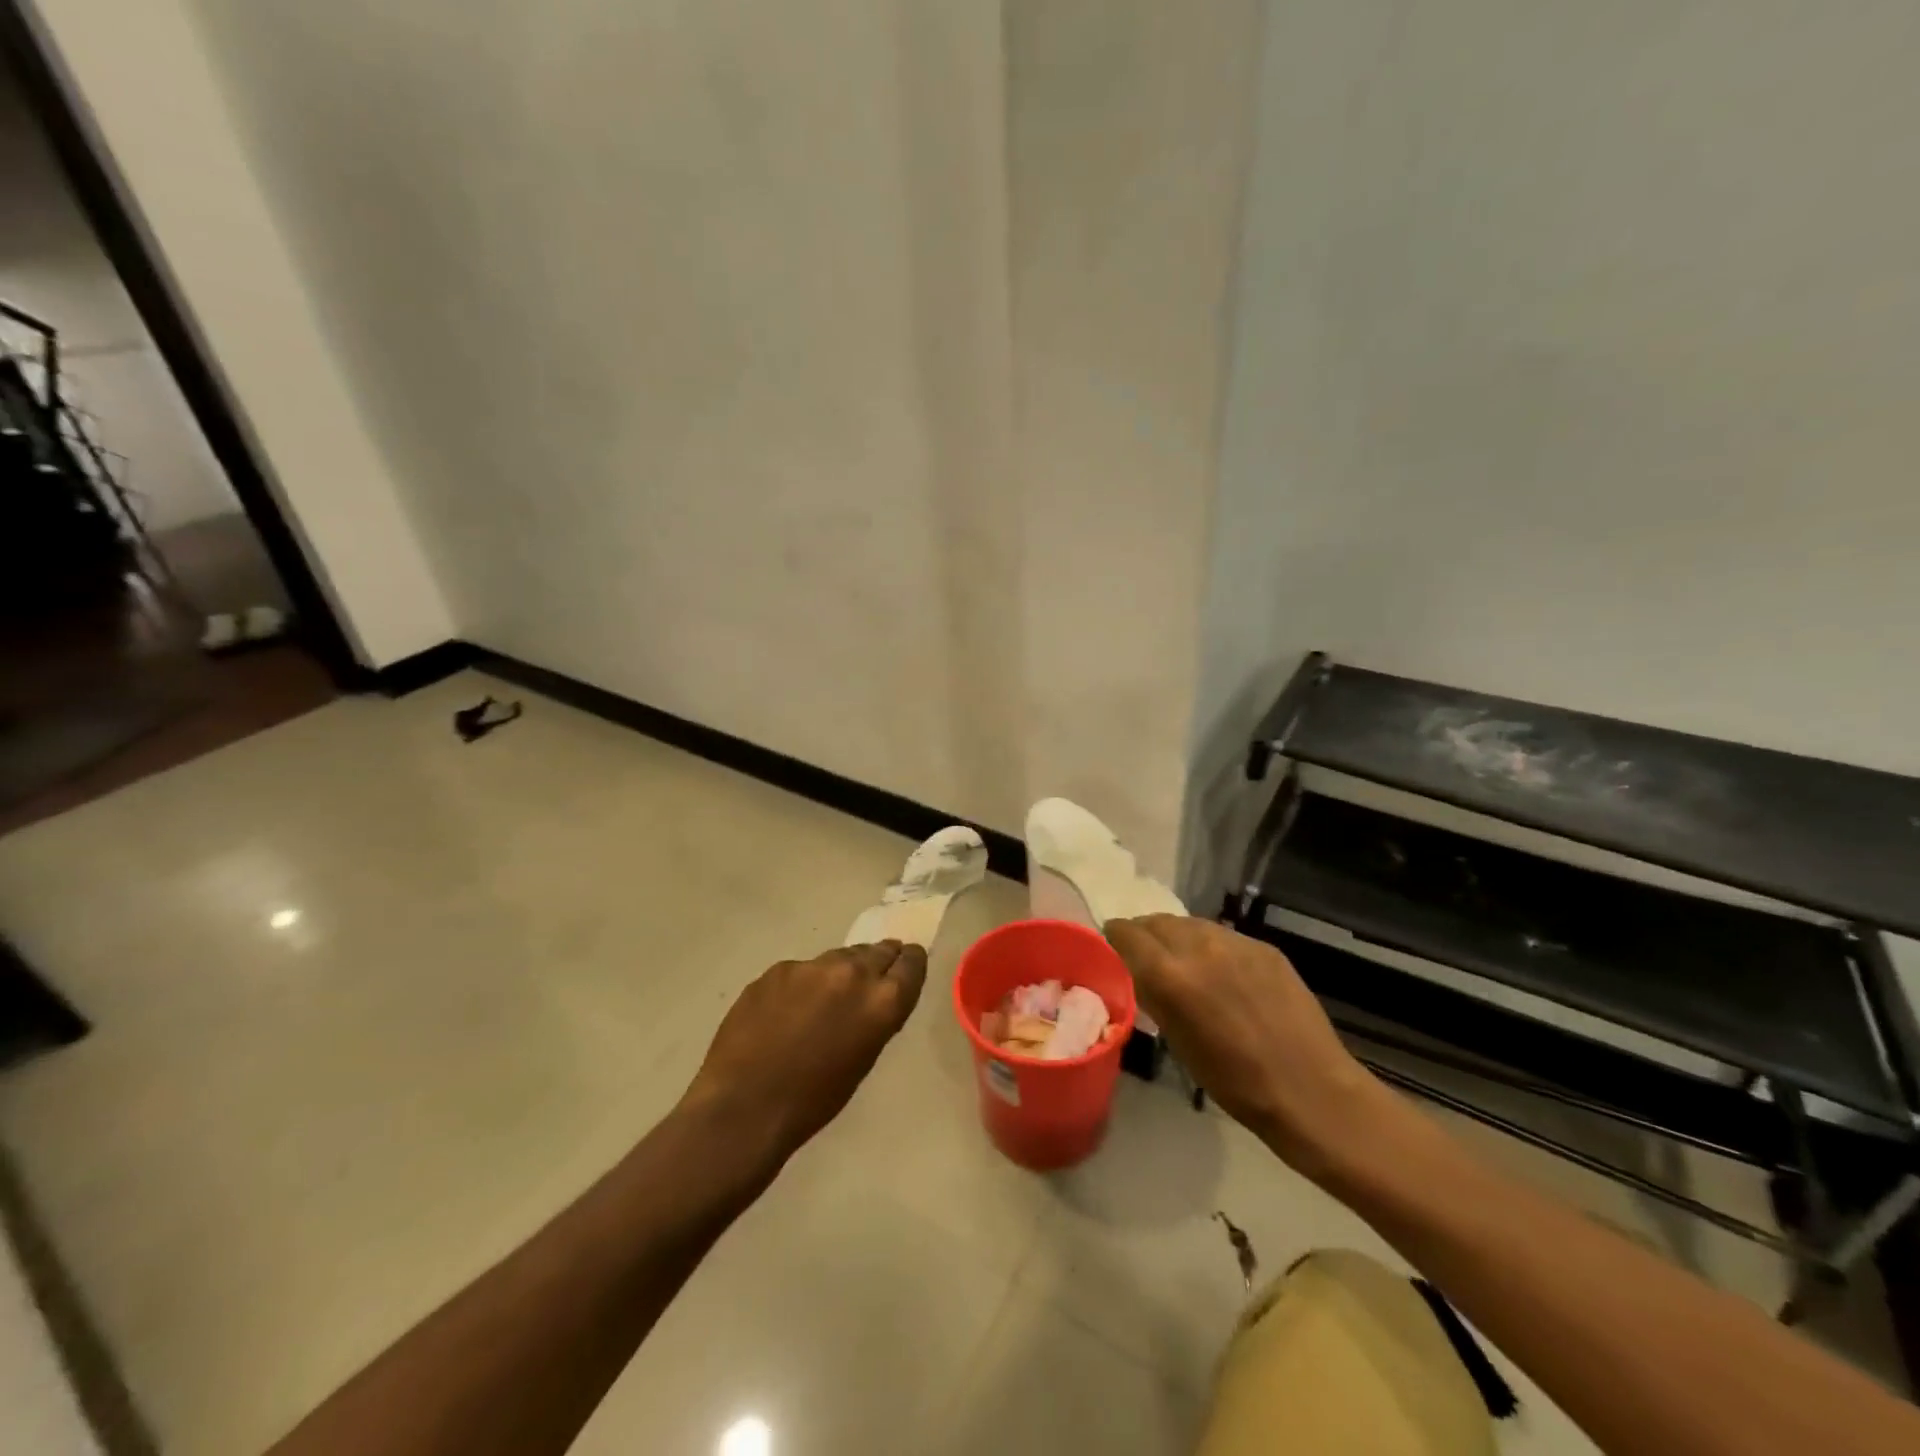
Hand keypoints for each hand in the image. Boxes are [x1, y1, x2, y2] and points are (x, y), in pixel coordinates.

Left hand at [680, 941, 927, 1162]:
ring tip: (825, 998)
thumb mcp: (863, 1059)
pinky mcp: (778, 969)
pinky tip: (786, 1011)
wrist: (745, 1106)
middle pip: (878, 950)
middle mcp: (853, 973)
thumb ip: (874, 1017)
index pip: (912, 963)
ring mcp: (812, 966)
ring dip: (840, 971)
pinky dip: (802, 984)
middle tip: (869, 979)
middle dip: (878, 961)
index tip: (906, 964)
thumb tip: (873, 998)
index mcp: (882, 1001)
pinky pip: (802, 970)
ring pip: (838, 956)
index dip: (910, 963)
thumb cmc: (813, 1100)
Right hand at [1105, 916, 1390, 1178]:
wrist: (1310, 1091)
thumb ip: (1153, 994)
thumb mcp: (1176, 1040)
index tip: (1114, 950)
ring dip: (1179, 938)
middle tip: (1149, 960)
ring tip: (1187, 966)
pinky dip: (1213, 949)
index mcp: (1169, 974)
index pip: (1127, 932)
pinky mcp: (1264, 947)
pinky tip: (1224, 976)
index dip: (1115, 938)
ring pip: (1191, 924)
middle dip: (1147, 936)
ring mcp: (1236, 942)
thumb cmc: (1233, 1082)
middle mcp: (1198, 946)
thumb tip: (1137, 971)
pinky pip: (1224, 937)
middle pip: (1157, 921)